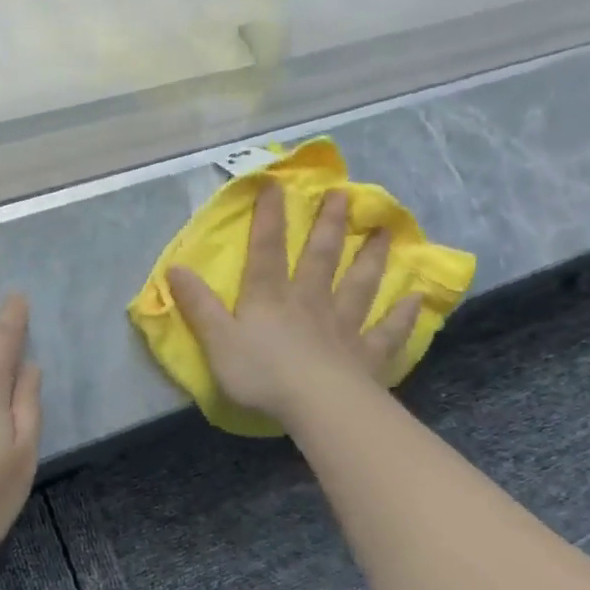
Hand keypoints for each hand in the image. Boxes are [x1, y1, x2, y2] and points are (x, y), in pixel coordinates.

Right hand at [167, 182, 419, 425]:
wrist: (317, 405)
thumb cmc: (261, 373)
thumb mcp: (217, 340)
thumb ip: (198, 305)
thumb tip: (174, 268)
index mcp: (270, 298)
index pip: (267, 250)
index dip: (269, 217)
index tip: (276, 184)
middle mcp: (309, 302)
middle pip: (321, 257)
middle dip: (330, 225)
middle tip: (345, 195)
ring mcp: (343, 326)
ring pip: (359, 285)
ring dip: (372, 258)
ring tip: (385, 232)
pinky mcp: (367, 355)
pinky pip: (387, 331)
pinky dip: (402, 314)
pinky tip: (416, 298)